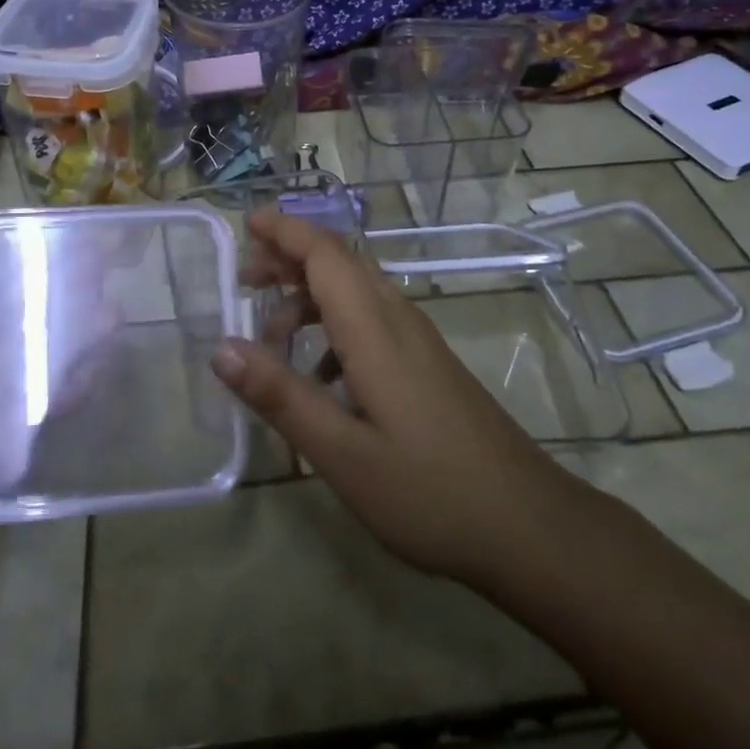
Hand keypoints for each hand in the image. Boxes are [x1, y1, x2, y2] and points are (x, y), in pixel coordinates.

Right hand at [212, 209, 573, 588]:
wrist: (528, 524)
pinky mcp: (427, 363)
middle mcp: (397, 319)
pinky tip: (320, 380)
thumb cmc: (428, 491)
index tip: (245, 224)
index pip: (325, 253)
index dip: (285, 230)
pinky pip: (372, 321)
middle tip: (245, 282)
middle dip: (289, 259)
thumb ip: (280, 396)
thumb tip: (221, 347)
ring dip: (310, 297)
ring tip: (271, 338)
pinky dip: (334, 329)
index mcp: (374, 328)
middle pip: (339, 263)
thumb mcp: (341, 454)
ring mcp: (417, 340)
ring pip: (356, 291)